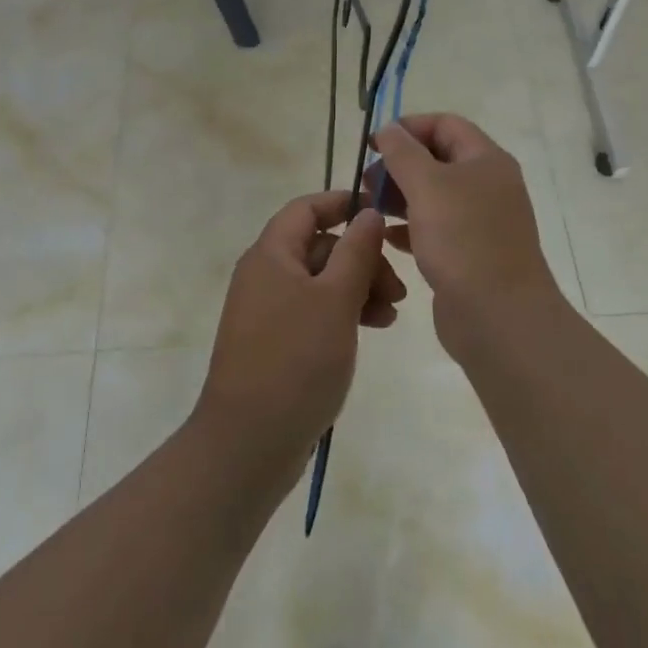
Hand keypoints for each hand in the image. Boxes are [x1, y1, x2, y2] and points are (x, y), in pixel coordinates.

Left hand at [193, 190, 405, 478]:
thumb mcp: (336, 300)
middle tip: (398, 288)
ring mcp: (268, 310)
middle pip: (319, 246)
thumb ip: (357, 251)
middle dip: (362, 258)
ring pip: (321, 281)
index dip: (343, 203)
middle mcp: (265, 274)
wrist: (249, 443)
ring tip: (392, 314)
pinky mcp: (275, 342)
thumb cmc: (296, 360)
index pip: (307, 208)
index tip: (382, 212)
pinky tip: (373, 329)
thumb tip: (368, 213)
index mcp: (271, 254)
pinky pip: (314, 311)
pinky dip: (343, 313)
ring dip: (358, 288)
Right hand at [369, 114, 568, 362]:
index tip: (373, 145)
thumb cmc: (464, 240)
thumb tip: (389, 129)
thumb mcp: (427, 185)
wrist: (499, 317)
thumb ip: (403, 152)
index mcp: (486, 160)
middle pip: (438, 159)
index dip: (408, 127)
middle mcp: (487, 185)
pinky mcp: (470, 253)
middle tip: (367, 181)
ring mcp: (480, 221)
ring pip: (434, 195)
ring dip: (400, 196)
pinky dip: (409, 227)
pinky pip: (435, 228)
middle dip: (400, 164)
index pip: (445, 124)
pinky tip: (386, 237)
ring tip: (369, 207)